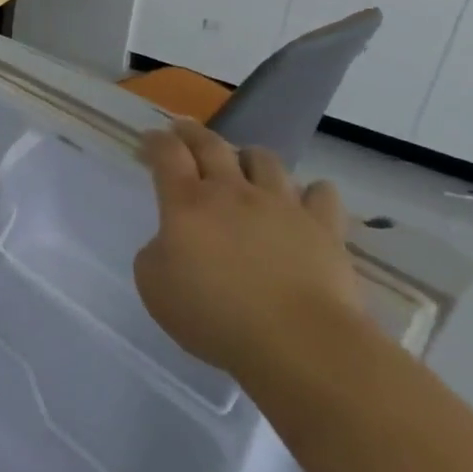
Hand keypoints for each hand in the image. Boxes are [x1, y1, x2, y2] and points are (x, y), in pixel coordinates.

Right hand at [134, 119, 364, 378]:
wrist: (298, 342)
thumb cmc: (213, 314)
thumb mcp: (154, 285)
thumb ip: (156, 254)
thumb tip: (173, 243)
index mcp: (186, 203)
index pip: (167, 155)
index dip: (155, 142)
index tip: (148, 139)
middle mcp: (232, 193)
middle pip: (211, 146)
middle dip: (192, 133)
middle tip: (183, 130)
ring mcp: (282, 206)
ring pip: (265, 160)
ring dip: (248, 156)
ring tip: (243, 163)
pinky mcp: (324, 229)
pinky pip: (321, 194)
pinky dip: (310, 192)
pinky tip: (304, 199)